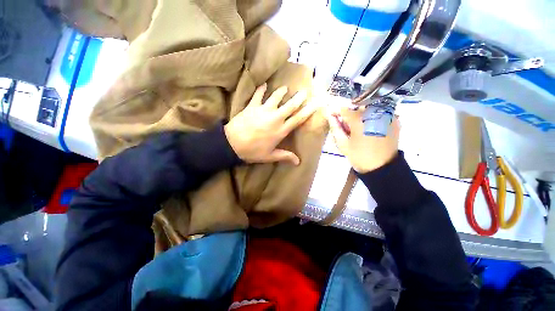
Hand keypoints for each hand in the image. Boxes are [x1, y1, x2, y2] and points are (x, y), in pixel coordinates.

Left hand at [225, 84, 316, 164]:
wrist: (232, 144)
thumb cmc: (253, 151)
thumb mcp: (270, 156)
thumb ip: (285, 156)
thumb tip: (298, 162)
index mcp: (281, 130)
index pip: (298, 119)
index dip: (308, 111)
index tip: (316, 103)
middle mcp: (275, 118)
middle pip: (290, 105)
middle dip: (299, 97)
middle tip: (304, 91)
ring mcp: (263, 110)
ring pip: (276, 97)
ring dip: (281, 91)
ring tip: (285, 88)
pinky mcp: (252, 106)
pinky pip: (257, 95)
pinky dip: (261, 89)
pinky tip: (264, 85)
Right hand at [327, 107, 399, 172]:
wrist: (383, 168)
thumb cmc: (360, 157)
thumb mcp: (343, 144)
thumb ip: (336, 128)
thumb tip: (330, 116)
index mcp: (359, 119)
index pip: (344, 109)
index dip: (336, 112)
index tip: (332, 116)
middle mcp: (374, 112)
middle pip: (357, 108)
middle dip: (350, 115)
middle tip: (346, 127)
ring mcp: (386, 115)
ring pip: (369, 109)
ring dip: (361, 116)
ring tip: (359, 129)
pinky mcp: (394, 120)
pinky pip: (380, 114)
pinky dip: (372, 118)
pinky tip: (370, 129)